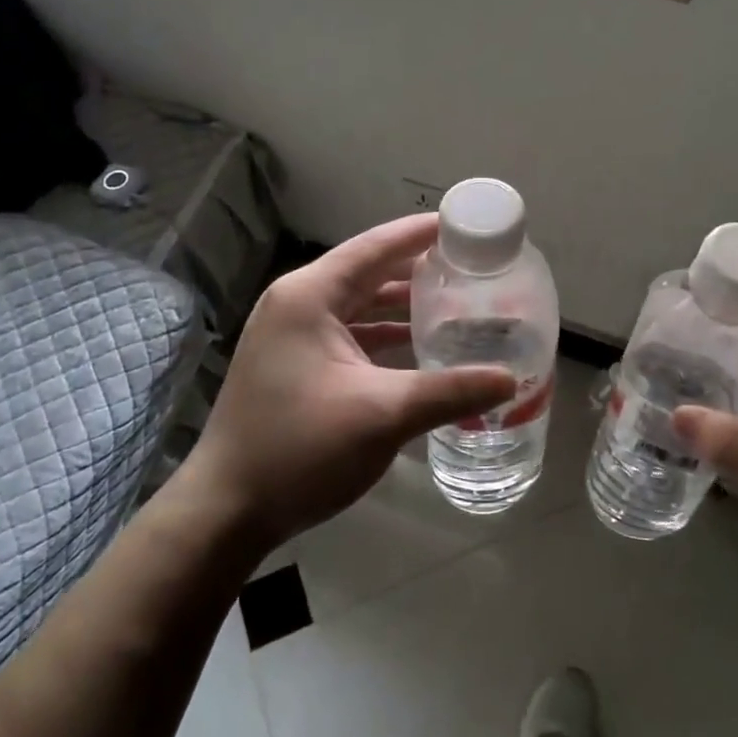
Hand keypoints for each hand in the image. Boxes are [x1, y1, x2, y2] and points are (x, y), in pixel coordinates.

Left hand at [176, 214, 516, 556]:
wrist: (226, 511)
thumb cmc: (300, 449)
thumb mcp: (382, 415)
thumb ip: (450, 391)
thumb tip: (510, 380)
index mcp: (309, 297)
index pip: (374, 247)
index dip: (419, 233)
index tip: (463, 224)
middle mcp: (296, 305)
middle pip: (367, 273)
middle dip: (417, 270)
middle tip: (469, 267)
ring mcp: (290, 337)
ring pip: (358, 306)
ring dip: (401, 305)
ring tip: (454, 303)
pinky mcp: (293, 365)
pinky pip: (348, 335)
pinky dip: (383, 336)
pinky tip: (419, 348)